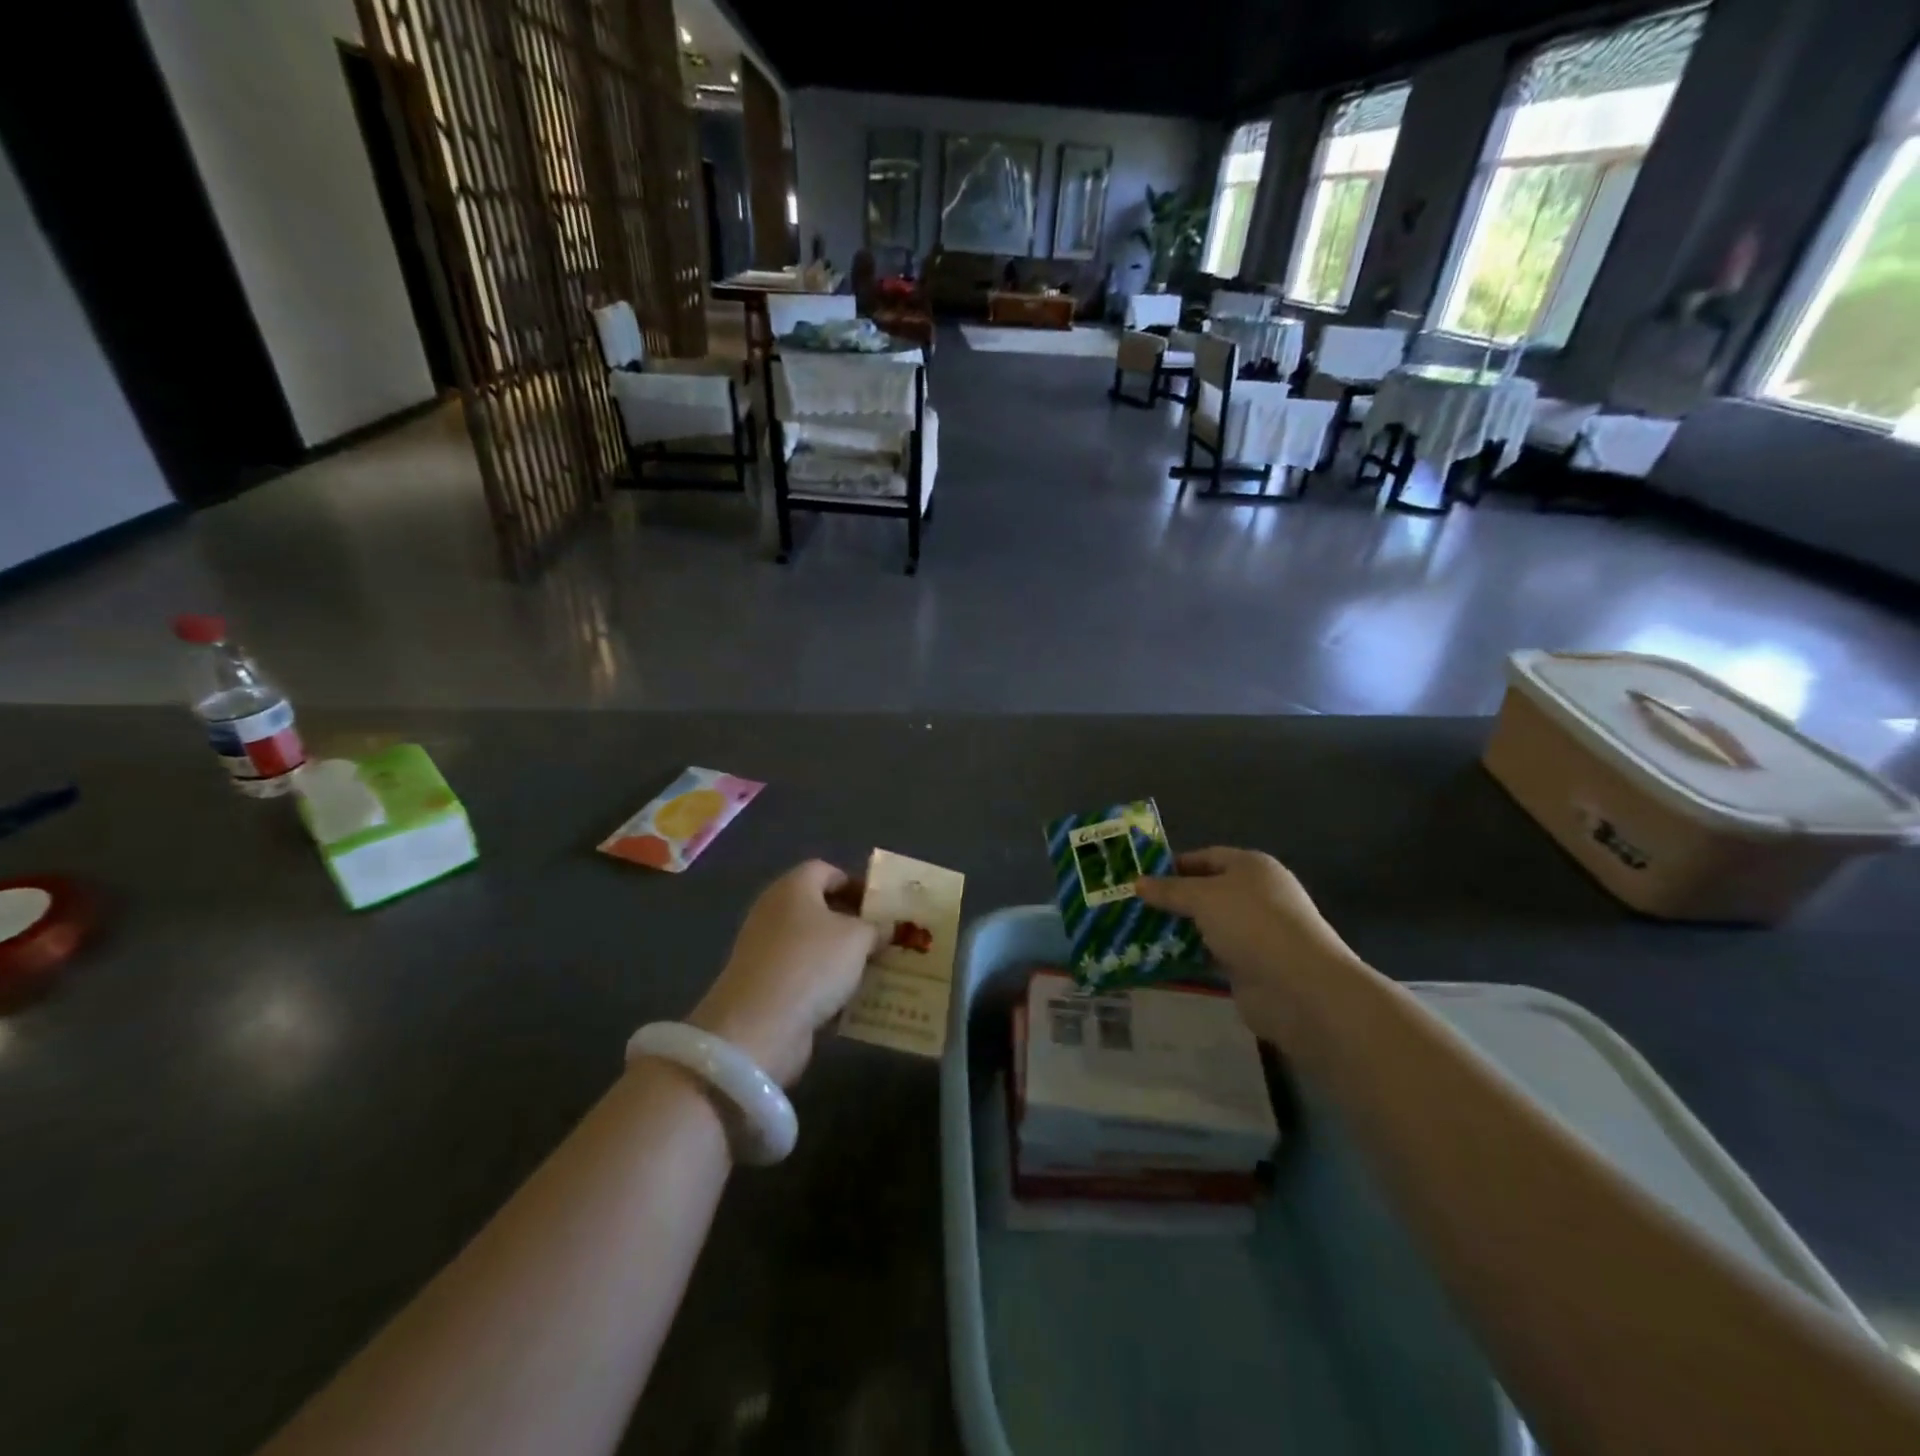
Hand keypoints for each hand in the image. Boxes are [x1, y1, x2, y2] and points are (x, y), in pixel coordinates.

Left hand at [688, 861, 881, 1085]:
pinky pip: (802, 974)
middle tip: (882, 938)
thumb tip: (884, 927)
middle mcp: (774, 911)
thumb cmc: (812, 964)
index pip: (826, 871)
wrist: (759, 1026)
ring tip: (873, 968)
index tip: (881, 906)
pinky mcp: (763, 984)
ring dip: (840, 955)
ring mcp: (764, 949)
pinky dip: (823, 982)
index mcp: (793, 887)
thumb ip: (875, 927)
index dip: (855, 883)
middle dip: (851, 921)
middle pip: (818, 907)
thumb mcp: (857, 938)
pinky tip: (849, 998)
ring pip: (812, 944)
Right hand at [1133, 848, 1356, 1041]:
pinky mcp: (1248, 966)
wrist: (1299, 986)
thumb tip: (1137, 883)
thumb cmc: (1252, 924)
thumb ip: (1170, 890)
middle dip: (1172, 899)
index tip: (1140, 876)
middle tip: (1133, 906)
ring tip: (1137, 933)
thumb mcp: (1203, 897)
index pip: (1207, 857)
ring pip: (1206, 925)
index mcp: (1251, 867)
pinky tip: (1158, 958)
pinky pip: (1210, 954)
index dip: (1174, 864)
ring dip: (1177, 929)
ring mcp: (1254, 932)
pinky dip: (1188, 955)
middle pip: (1206, 891)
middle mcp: (1255, 895)